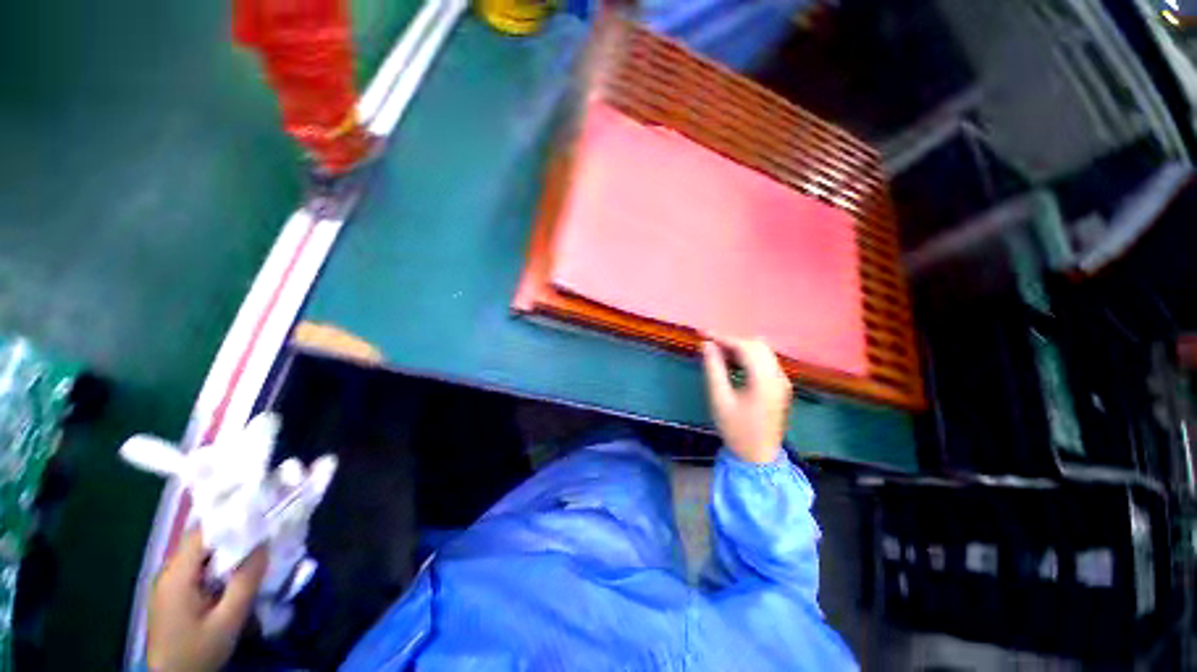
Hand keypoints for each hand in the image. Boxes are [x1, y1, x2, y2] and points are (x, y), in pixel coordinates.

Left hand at [148, 530, 266, 671]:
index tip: (259, 514)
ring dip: (225, 550)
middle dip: (231, 534)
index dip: (230, 520)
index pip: (202, 533)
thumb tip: (264, 545)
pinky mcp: (172, 595)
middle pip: (200, 541)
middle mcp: (168, 572)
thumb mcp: (227, 621)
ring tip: (254, 549)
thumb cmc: (198, 651)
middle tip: (263, 530)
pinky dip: (216, 564)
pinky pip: (196, 568)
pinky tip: (233, 573)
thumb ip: (245, 582)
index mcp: (177, 575)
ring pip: (199, 555)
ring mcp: (167, 584)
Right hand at [702, 337, 791, 463]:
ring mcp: (783, 381)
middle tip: (711, 345)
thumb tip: (707, 345)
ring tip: (719, 353)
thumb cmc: (736, 429)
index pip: (745, 347)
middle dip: (733, 340)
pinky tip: (734, 364)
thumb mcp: (719, 399)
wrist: (758, 457)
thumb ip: (713, 369)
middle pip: (758, 345)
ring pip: (763, 352)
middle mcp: (778, 376)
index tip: (703, 334)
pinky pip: (766, 362)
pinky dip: (750, 357)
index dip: (724, 337)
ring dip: (742, 347)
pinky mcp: (781, 387)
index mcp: (764, 380)